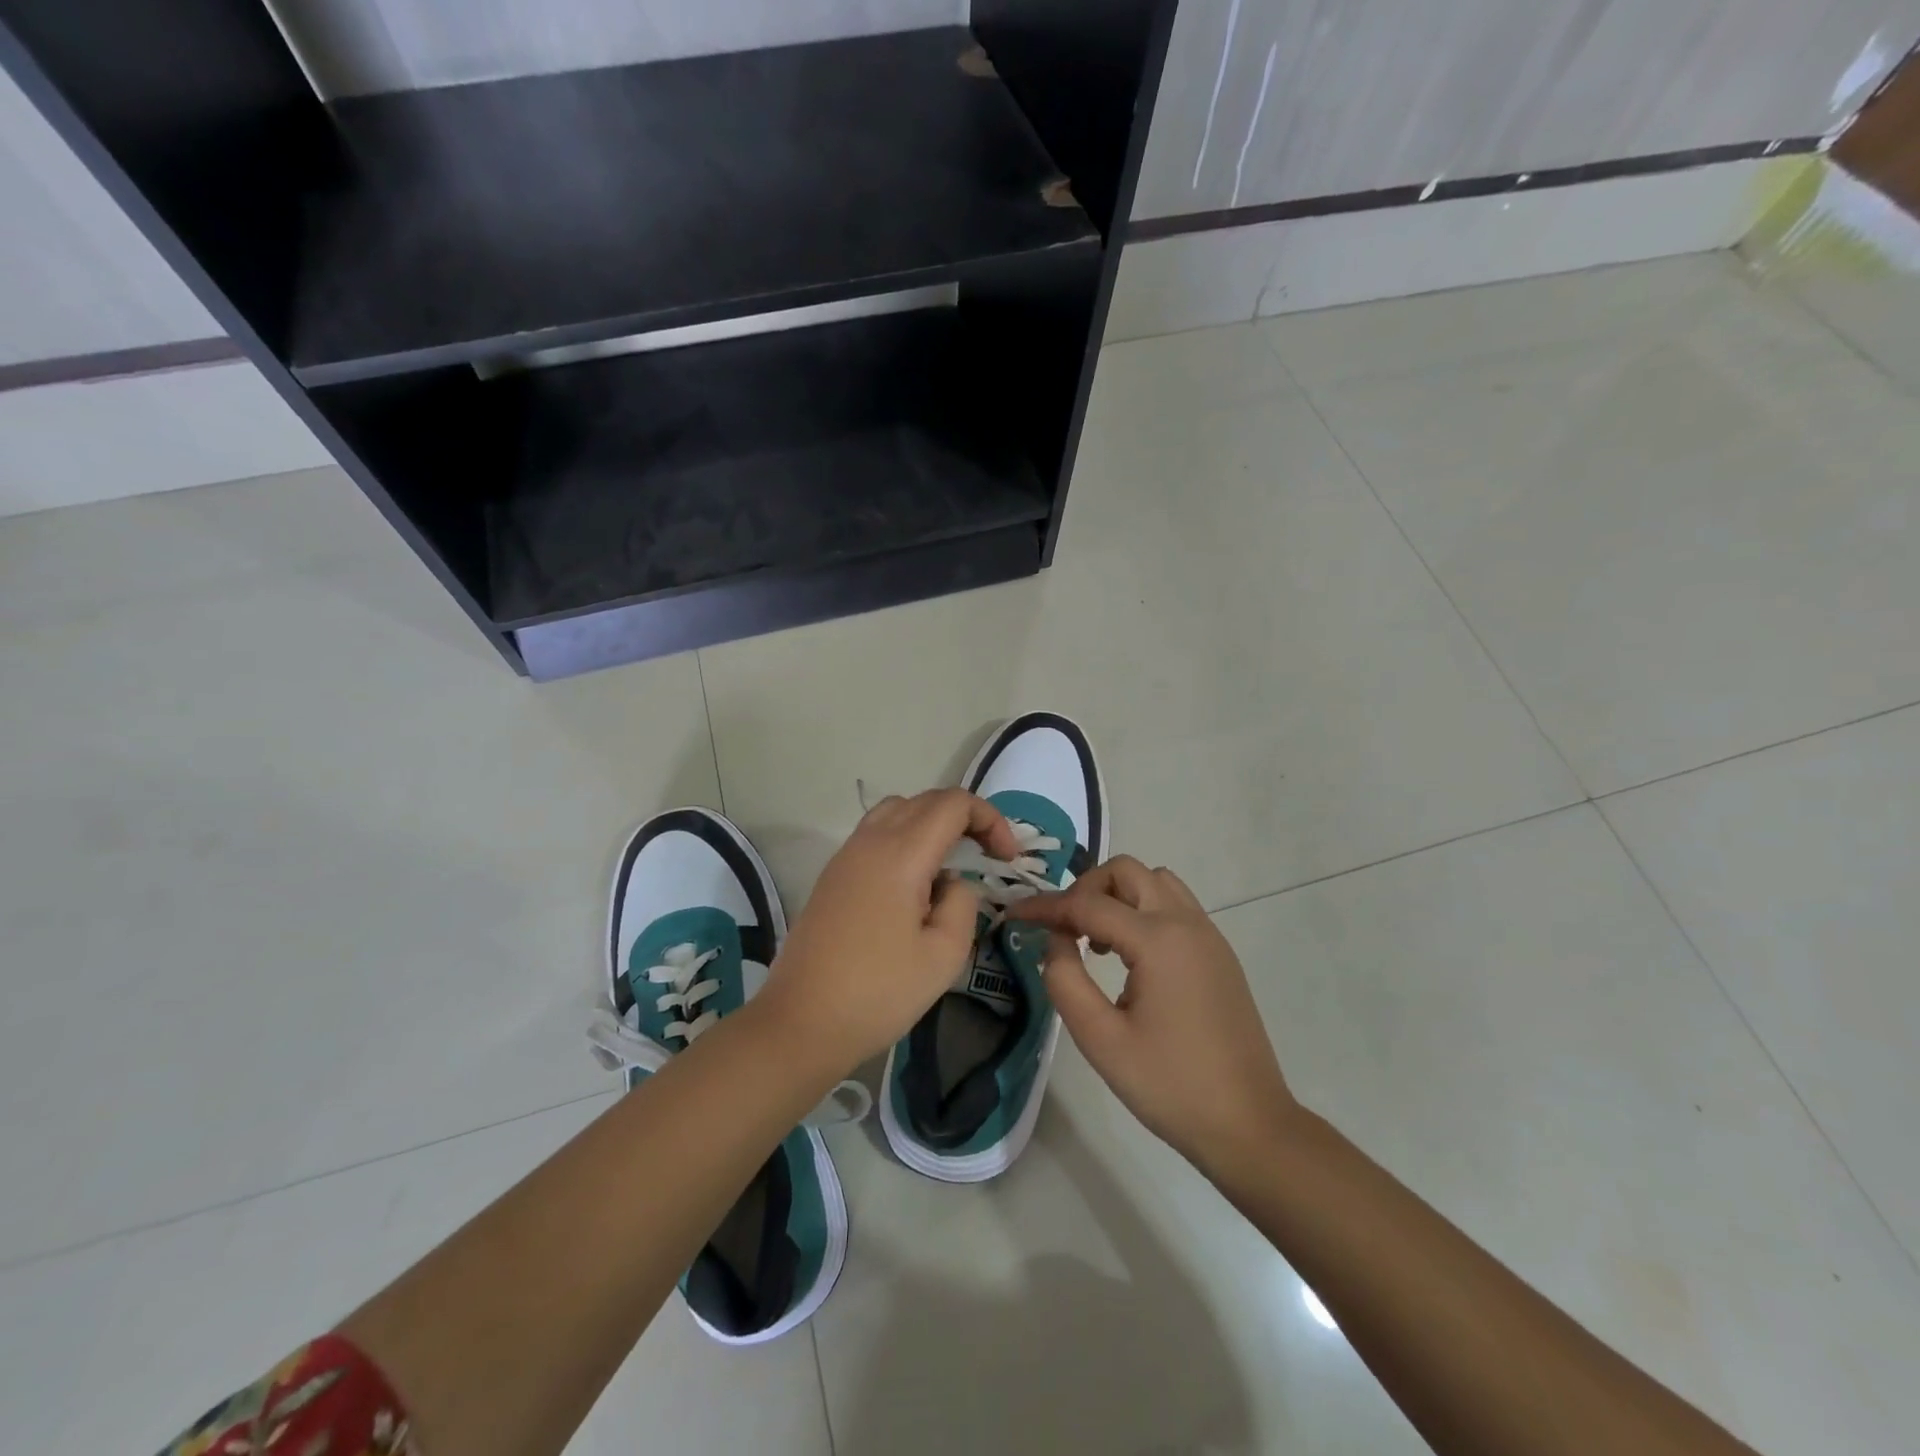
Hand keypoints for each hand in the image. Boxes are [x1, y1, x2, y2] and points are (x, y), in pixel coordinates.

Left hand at [759, 789, 1019, 1073]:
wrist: (801, 1022)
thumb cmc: (878, 992)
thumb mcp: (944, 954)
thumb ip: (962, 903)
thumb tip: (951, 883)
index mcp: (900, 854)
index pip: (953, 803)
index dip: (989, 820)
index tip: (1005, 859)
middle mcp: (870, 841)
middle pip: (926, 800)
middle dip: (966, 819)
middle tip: (988, 857)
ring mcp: (846, 855)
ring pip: (898, 811)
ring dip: (933, 824)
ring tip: (953, 864)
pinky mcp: (833, 874)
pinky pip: (876, 833)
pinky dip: (906, 839)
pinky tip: (915, 884)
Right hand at [1014, 857, 1299, 1175]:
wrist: (1250, 1126)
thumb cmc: (1170, 1086)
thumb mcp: (1100, 1039)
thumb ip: (1065, 980)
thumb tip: (1056, 940)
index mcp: (1158, 940)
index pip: (1088, 904)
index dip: (1045, 906)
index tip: (1014, 914)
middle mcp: (1186, 923)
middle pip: (1127, 872)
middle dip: (1087, 888)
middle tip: (1064, 928)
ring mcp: (1209, 936)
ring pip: (1156, 882)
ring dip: (1119, 896)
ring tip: (1097, 941)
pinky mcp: (1219, 955)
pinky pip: (1175, 907)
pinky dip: (1144, 911)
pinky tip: (1130, 959)